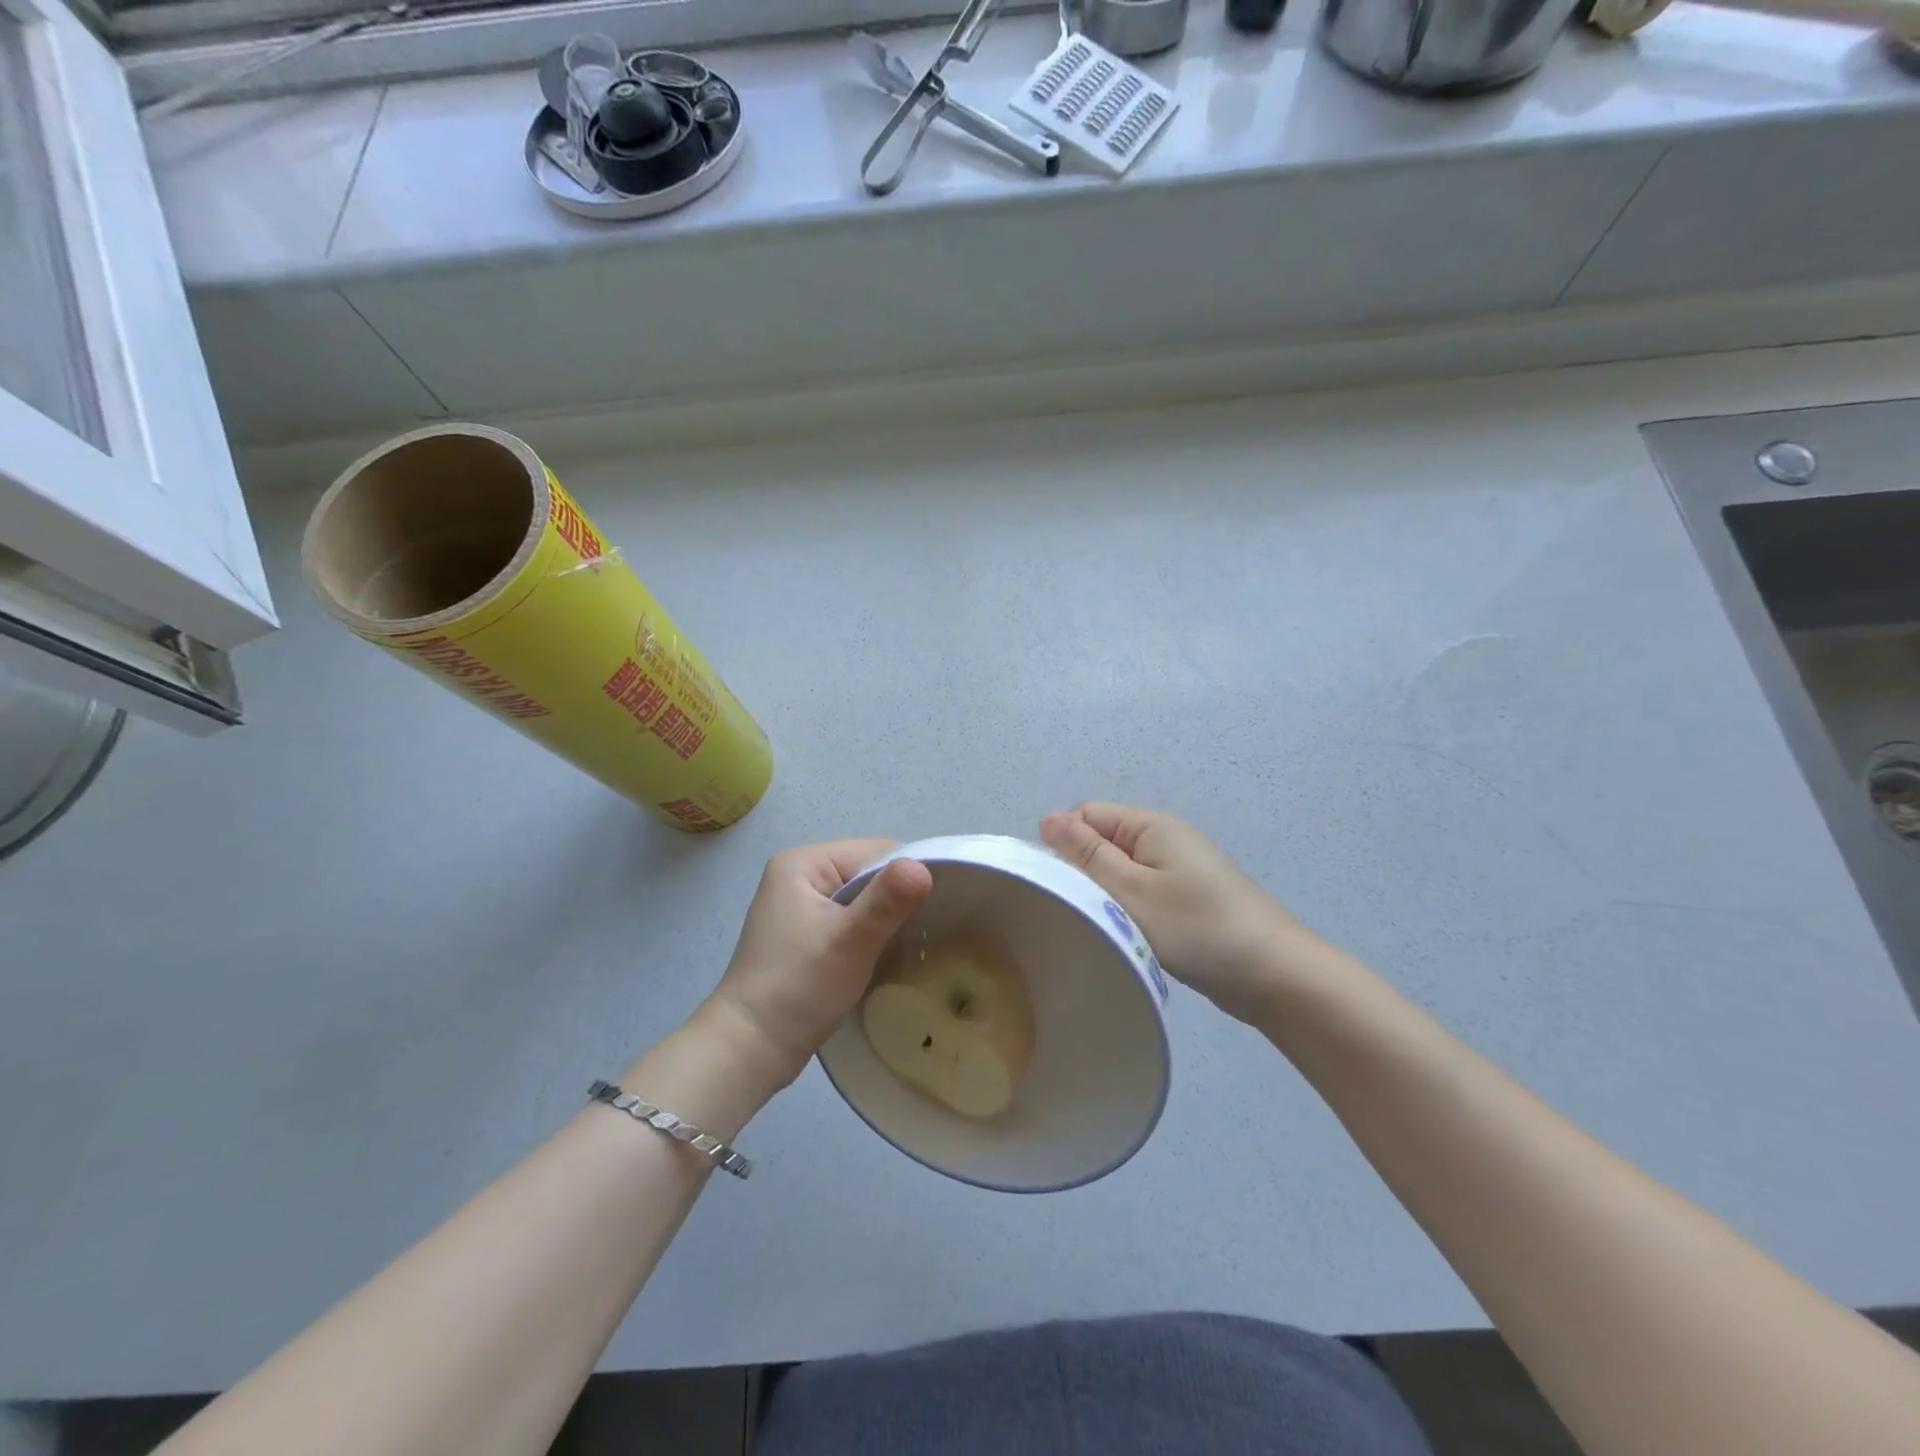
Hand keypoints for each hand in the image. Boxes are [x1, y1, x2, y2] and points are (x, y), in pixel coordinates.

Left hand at [700, 841, 932, 1096]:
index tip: (938, 908)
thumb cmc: (798, 988)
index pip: (875, 852)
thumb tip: (924, 867)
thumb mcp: (849, 942)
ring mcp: (798, 907)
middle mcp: (798, 876)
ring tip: (911, 944)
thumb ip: (887, 902)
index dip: (908, 876)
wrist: (748, 1051)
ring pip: (861, 900)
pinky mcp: (803, 935)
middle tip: (929, 930)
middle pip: (868, 874)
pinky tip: (884, 955)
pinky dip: (868, 935)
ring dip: (884, 920)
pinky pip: (848, 920)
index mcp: (803, 863)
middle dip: (897, 900)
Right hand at [1040, 804, 1315, 1023]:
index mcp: (1151, 826)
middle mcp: (1164, 839)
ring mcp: (1178, 870)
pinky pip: (1142, 893)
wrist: (1276, 976)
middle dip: (1085, 873)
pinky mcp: (1187, 900)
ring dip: (1107, 896)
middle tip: (1081, 912)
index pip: (1086, 815)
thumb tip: (1048, 818)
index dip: (1065, 845)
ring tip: (1103, 928)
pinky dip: (1129, 911)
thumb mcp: (1133, 891)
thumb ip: (1088, 855)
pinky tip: (1128, 937)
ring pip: (1120, 872)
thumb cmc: (1198, 929)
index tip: (1061, 887)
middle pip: (1102, 842)